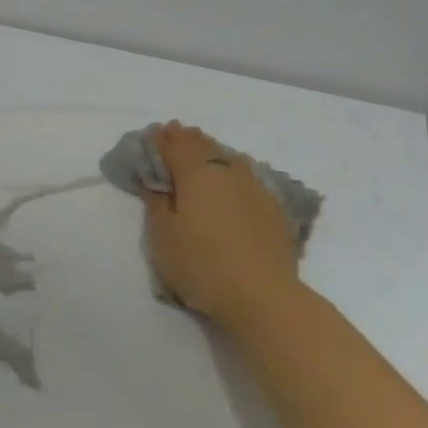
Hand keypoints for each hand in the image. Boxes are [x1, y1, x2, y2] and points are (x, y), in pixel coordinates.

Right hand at [144, 122, 299, 323]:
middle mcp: (228, 172)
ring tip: (204, 153)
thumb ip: (157, 204)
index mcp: (196, 174)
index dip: (161, 140)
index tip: (152, 134)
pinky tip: (233, 182)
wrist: (261, 295)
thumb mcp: (163, 237)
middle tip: (176, 133)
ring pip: (230, 159)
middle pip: (204, 147)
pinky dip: (234, 173)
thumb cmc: (200, 264)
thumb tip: (155, 182)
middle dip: (187, 139)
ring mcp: (255, 188)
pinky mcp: (274, 208)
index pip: (174, 147)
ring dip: (213, 152)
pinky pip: (248, 179)